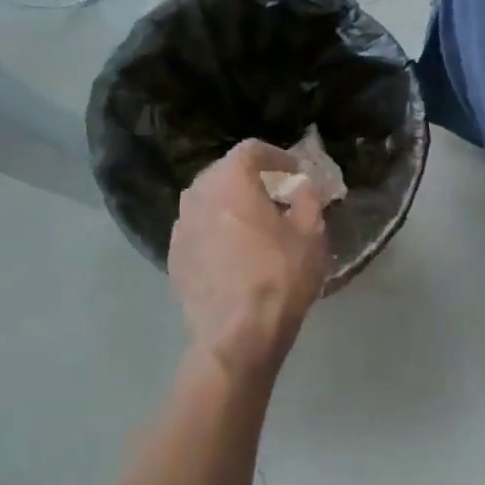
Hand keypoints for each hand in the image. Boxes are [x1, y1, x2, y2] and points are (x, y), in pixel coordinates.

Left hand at [170, 140, 328, 380]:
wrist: (238, 334)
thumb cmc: (280, 276)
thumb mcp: (311, 234)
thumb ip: (307, 199)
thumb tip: (300, 186)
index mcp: (230, 182)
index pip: (251, 150)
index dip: (276, 156)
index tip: (294, 172)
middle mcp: (198, 196)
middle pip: (224, 172)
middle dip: (251, 178)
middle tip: (276, 195)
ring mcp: (180, 228)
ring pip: (207, 202)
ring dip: (231, 204)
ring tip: (255, 224)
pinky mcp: (173, 257)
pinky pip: (198, 229)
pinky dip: (216, 230)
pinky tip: (234, 253)